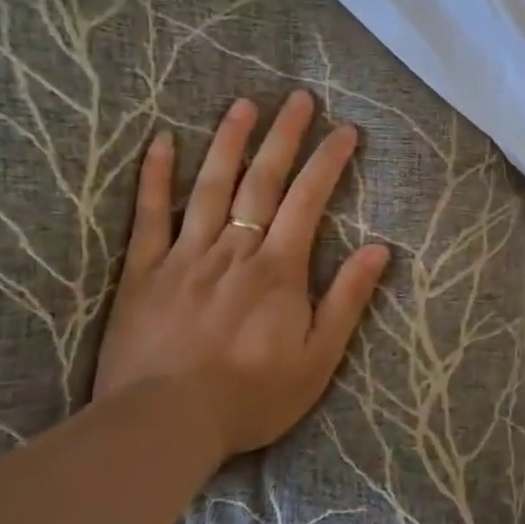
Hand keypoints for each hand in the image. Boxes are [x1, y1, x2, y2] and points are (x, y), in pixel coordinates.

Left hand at [91, 91, 390, 464]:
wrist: (165, 426)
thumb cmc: (251, 396)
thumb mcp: (319, 358)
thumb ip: (348, 299)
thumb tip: (380, 249)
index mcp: (278, 269)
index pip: (309, 200)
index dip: (329, 161)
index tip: (345, 130)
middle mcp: (234, 250)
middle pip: (262, 180)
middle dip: (284, 136)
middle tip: (299, 98)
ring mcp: (185, 256)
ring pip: (210, 186)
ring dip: (229, 141)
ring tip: (244, 104)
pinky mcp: (144, 272)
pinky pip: (149, 215)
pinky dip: (155, 176)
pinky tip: (161, 141)